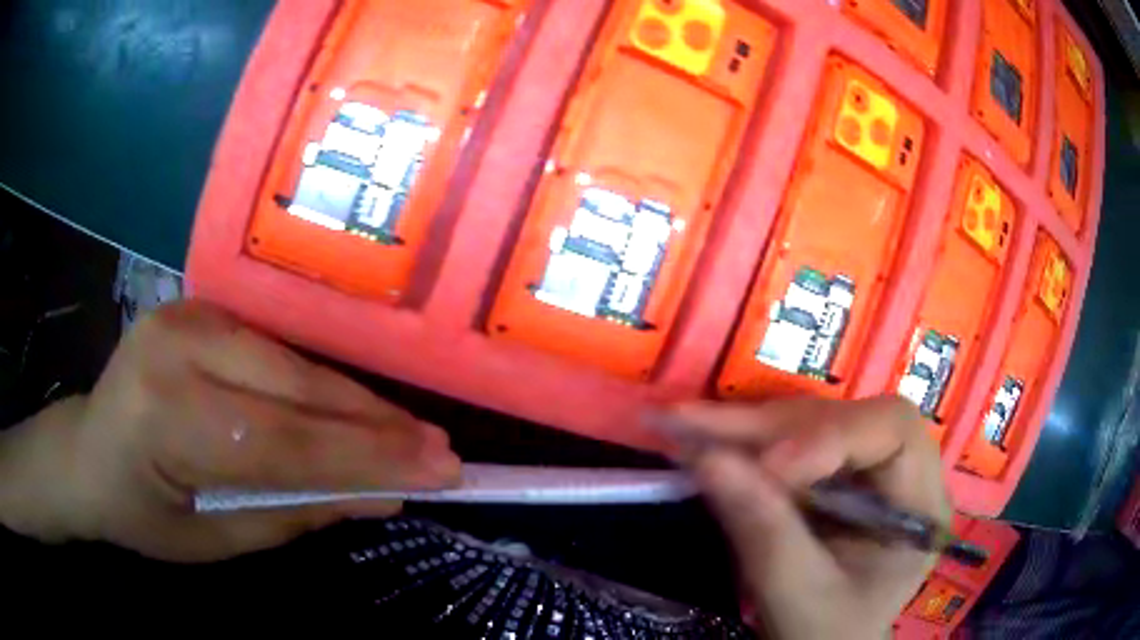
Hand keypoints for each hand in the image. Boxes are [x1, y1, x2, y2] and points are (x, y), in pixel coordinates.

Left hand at [0, 301, 460, 561]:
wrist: (86, 450)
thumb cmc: (139, 511)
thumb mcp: (214, 540)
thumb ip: (292, 513)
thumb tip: (377, 497)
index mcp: (166, 414)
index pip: (283, 440)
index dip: (367, 458)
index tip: (441, 470)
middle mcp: (179, 345)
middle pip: (296, 388)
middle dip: (375, 425)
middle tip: (440, 449)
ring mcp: (190, 314)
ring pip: (293, 363)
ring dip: (354, 404)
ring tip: (408, 435)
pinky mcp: (202, 308)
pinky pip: (277, 352)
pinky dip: (319, 387)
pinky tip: (353, 410)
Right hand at [656, 396, 949, 639]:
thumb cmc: (828, 633)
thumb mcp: (799, 597)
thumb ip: (763, 532)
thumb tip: (706, 458)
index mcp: (921, 503)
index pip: (894, 431)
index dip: (831, 435)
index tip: (767, 466)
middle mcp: (901, 471)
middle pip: (844, 419)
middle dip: (768, 427)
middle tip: (690, 424)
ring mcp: (865, 468)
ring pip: (810, 423)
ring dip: (745, 429)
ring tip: (682, 425)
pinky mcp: (832, 473)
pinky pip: (788, 444)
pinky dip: (742, 444)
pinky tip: (701, 440)